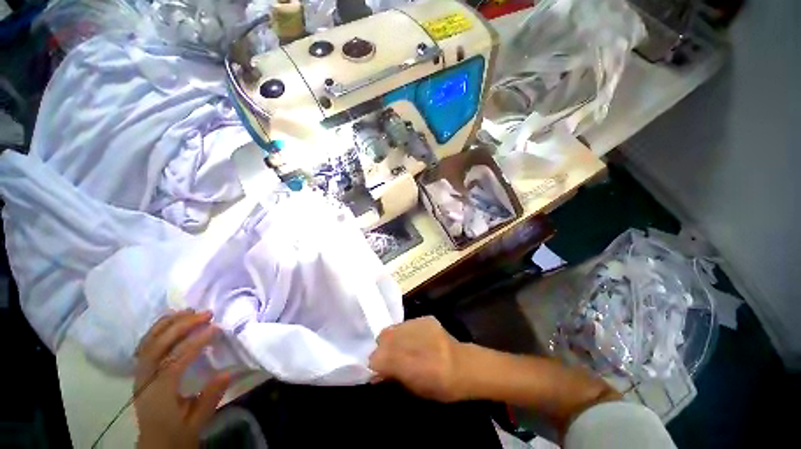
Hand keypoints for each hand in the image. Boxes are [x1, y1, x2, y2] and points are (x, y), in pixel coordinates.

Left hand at [133, 310, 230, 448]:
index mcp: (158, 394)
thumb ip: (210, 398)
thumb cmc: (178, 433)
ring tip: (190, 310)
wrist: (156, 444)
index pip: (174, 362)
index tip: (216, 328)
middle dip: (181, 326)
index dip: (195, 342)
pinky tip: (171, 320)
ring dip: (169, 323)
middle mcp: (145, 380)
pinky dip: (157, 329)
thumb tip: (228, 372)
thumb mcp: (197, 423)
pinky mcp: (141, 371)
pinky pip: (145, 344)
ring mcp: (140, 374)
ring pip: (148, 342)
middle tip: (206, 314)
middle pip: (157, 346)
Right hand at [369, 316, 466, 401]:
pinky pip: (408, 324)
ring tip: (404, 347)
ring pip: (394, 328)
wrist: (465, 366)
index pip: (376, 357)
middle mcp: (407, 338)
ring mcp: (417, 324)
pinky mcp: (425, 318)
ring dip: (394, 338)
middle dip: (383, 348)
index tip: (380, 371)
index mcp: (403, 361)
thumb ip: (392, 377)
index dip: (376, 365)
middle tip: (391, 358)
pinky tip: (418, 340)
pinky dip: (408, 332)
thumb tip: (376, 373)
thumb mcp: (413, 389)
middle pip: (383, 338)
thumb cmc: (440, 387)